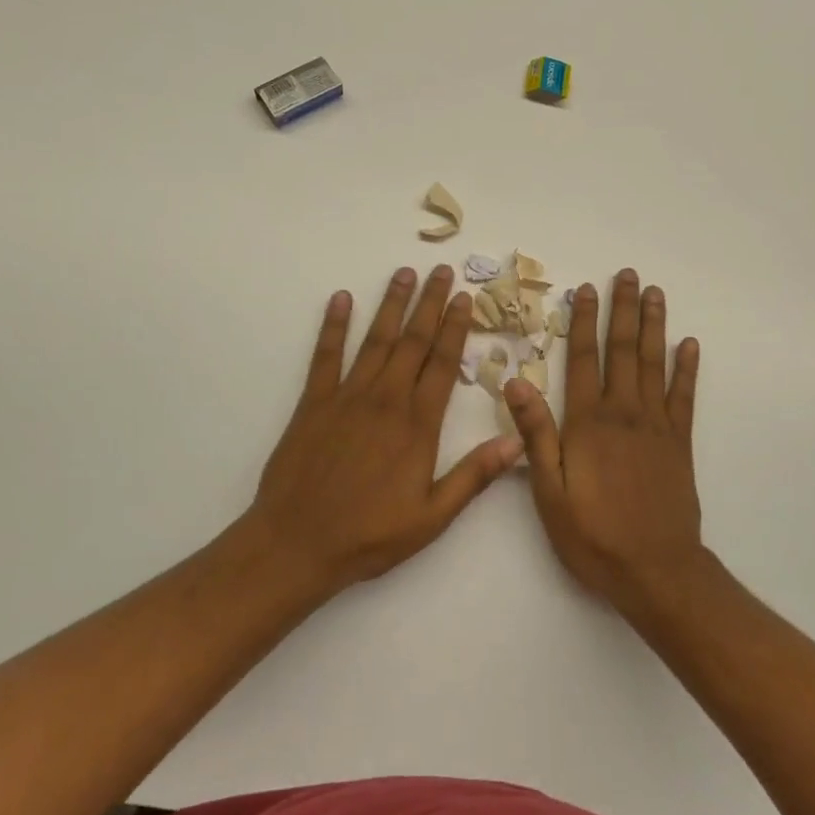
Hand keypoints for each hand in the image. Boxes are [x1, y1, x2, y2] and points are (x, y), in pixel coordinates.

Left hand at [247, 265, 523, 591]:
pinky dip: (333, 326)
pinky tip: (341, 300)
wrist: (297, 543)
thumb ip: (474, 476)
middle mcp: (385, 399)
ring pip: (376, 340)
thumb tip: (517, 442)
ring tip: (404, 273)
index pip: (442, 364)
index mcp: (417, 425)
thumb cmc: (369, 535)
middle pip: (413, 342)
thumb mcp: (432, 517)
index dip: (455, 328)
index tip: (464, 298)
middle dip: (429, 303)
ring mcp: (347, 397)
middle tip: (441, 271)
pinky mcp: (313, 403)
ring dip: (392, 305)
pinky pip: (326, 356)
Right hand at [503, 270, 704, 607]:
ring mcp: (657, 425)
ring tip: (655, 293)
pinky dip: (687, 368)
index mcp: (588, 423)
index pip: (584, 360)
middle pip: (622, 350)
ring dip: (653, 326)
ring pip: (654, 364)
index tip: (584, 290)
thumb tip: (516, 382)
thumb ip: (536, 434)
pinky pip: (685, 396)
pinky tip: (689, 345)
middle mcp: (624, 413)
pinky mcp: (680, 443)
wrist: (655, 570)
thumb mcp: (549, 491)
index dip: (583, 322)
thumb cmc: (593, 534)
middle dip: (622, 309)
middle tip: (627, 274)